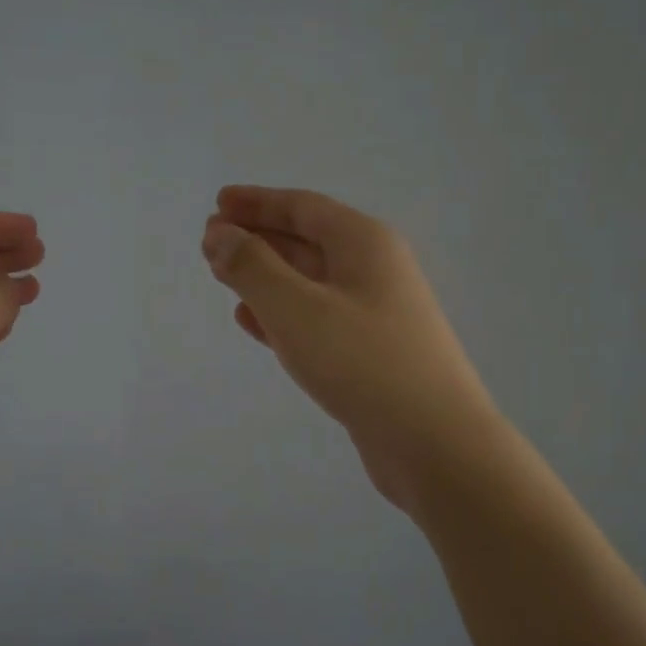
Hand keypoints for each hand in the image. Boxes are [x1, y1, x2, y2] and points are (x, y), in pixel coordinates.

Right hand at [202, 186, 498, 511]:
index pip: (302, 207)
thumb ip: (252, 267)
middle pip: (306, 241)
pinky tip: (252, 322)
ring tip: (223, 276)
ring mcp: (374, 314)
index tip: (218, 203)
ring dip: (266, 276)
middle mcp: (373, 271)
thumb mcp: (296, 308)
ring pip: (309, 282)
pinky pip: (316, 320)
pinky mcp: (369, 354)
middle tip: (211, 241)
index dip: (257, 202)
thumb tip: (220, 233)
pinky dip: (281, 315)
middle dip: (258, 238)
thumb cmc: (363, 362)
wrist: (434, 443)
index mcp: (363, 243)